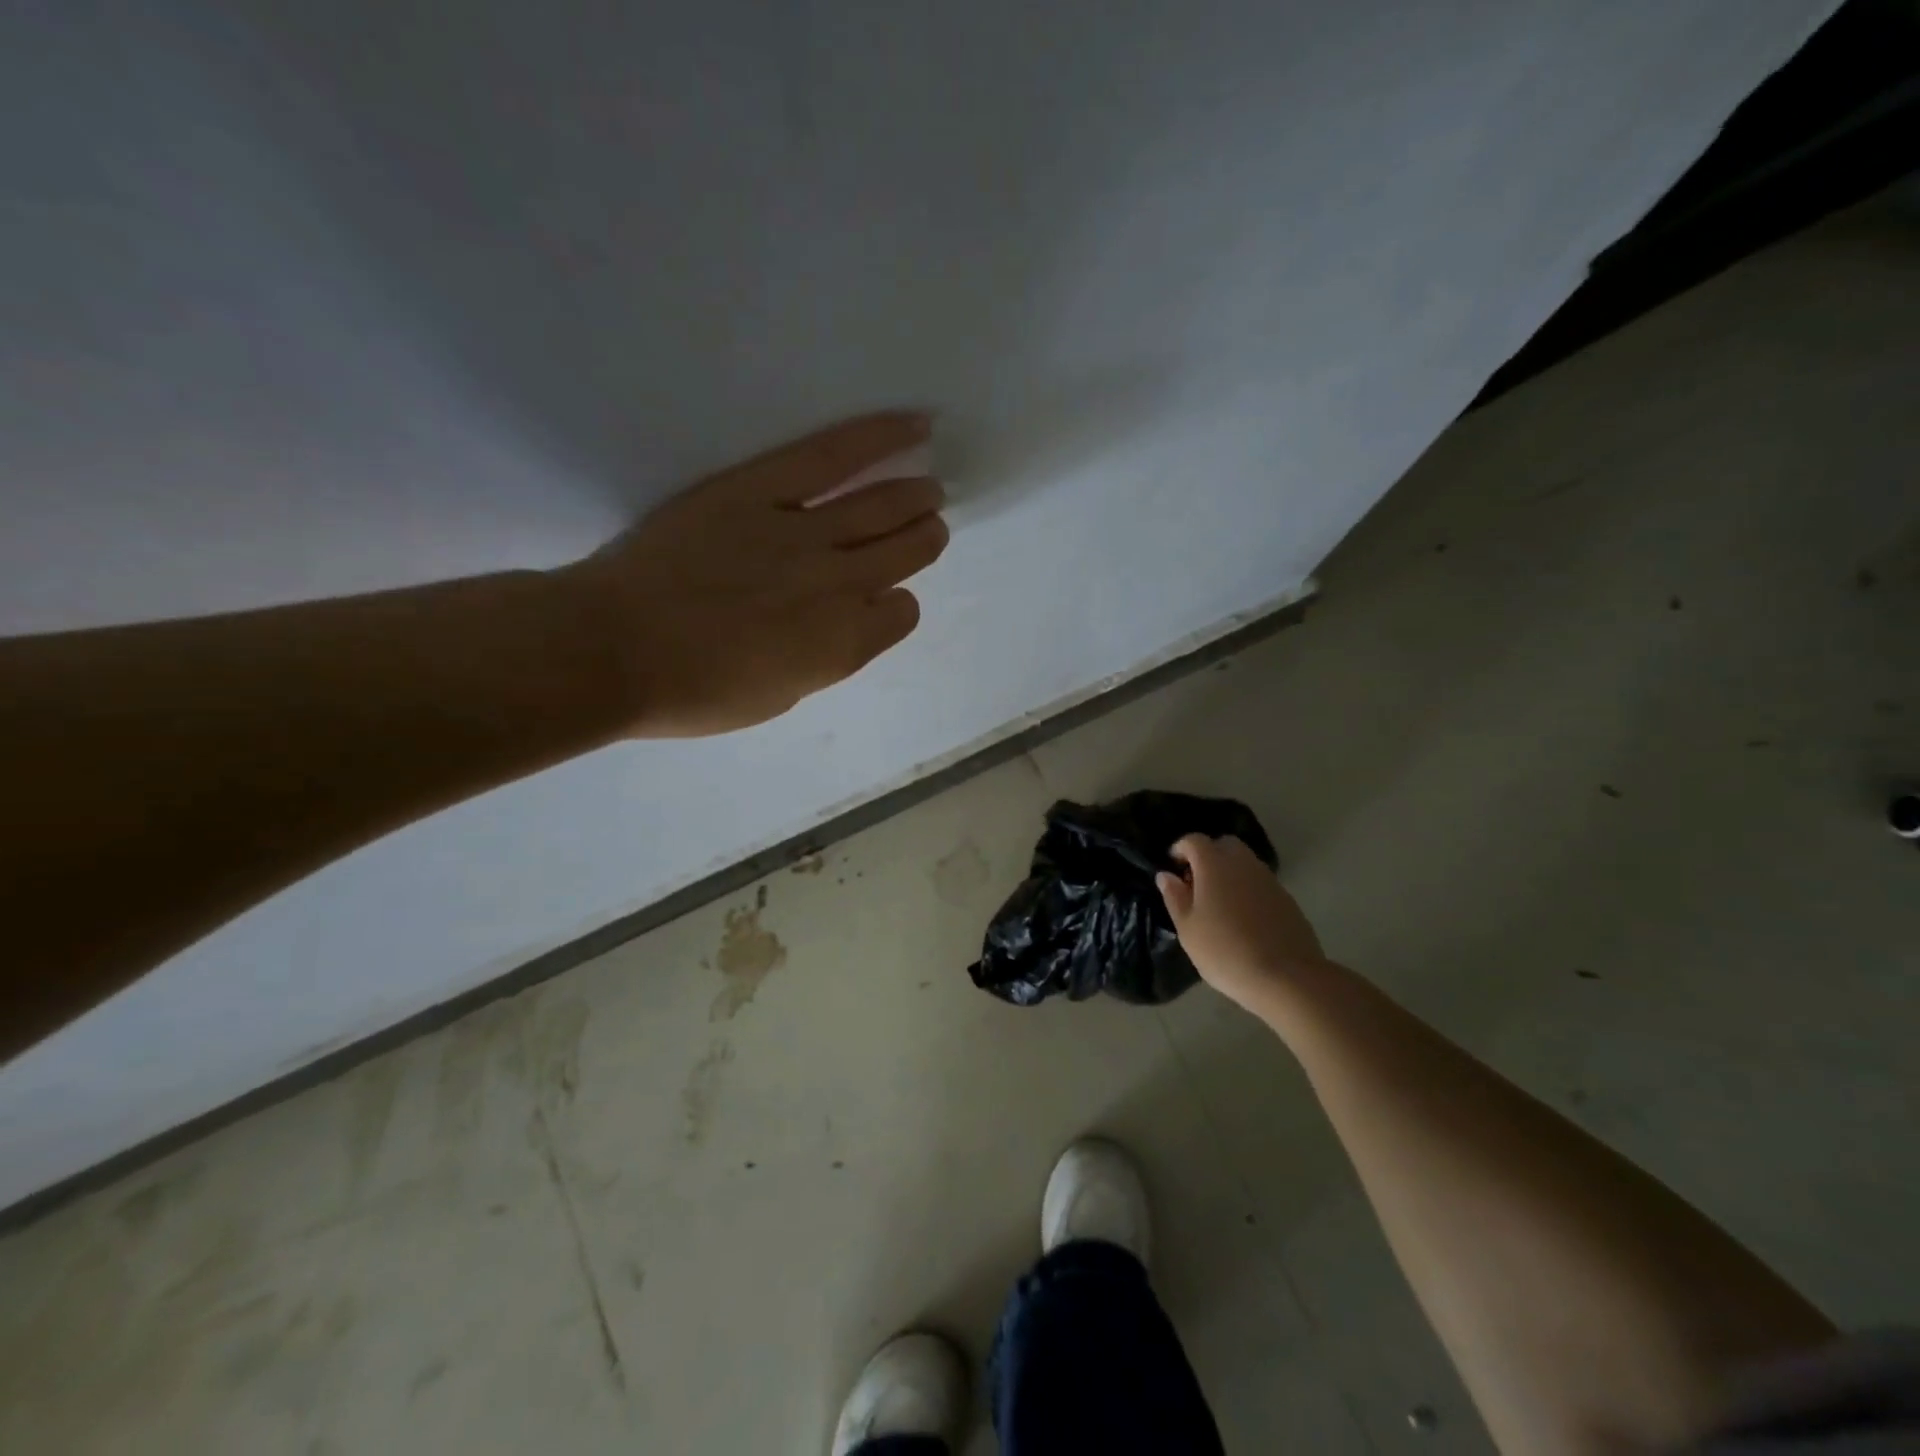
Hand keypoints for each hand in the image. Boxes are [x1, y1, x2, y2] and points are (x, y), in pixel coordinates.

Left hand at [559, 412, 948, 736]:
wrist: (614, 649)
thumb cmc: (692, 691)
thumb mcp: (776, 696)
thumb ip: (821, 658)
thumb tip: (837, 626)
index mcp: (843, 645)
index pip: (900, 614)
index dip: (895, 606)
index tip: (880, 601)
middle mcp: (839, 586)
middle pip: (905, 553)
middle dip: (922, 539)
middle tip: (927, 527)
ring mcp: (804, 533)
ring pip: (882, 507)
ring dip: (915, 498)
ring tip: (929, 489)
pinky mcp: (762, 489)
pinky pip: (835, 456)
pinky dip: (881, 437)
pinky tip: (916, 426)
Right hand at [1157, 835, 1327, 1009]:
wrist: (1286, 977)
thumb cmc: (1225, 951)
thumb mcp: (1188, 928)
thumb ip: (1175, 897)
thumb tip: (1166, 875)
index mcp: (1214, 864)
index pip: (1194, 840)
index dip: (1180, 849)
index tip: (1173, 869)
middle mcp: (1243, 863)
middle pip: (1224, 844)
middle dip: (1208, 856)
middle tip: (1197, 884)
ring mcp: (1269, 879)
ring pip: (1244, 863)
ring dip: (1229, 872)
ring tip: (1219, 904)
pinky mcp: (1286, 898)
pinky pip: (1260, 882)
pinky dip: (1248, 889)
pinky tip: (1244, 918)